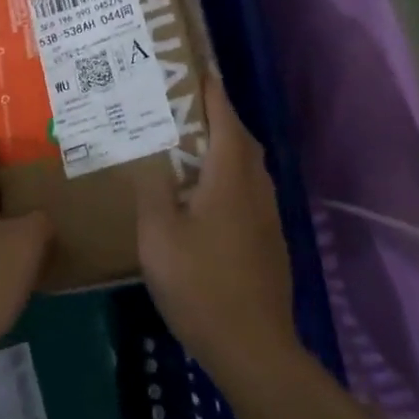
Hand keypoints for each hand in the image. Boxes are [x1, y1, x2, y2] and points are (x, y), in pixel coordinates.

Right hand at [135, 75, 301, 382]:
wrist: (252, 347)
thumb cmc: (199, 284)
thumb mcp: (158, 235)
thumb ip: (152, 192)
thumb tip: (150, 161)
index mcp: (229, 179)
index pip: (225, 120)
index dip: (212, 93)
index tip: (196, 70)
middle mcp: (255, 189)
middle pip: (241, 140)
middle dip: (218, 117)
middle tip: (183, 107)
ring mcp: (267, 217)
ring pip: (247, 167)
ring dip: (224, 147)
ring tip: (188, 145)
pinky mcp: (268, 241)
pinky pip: (248, 191)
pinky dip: (227, 176)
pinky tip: (203, 195)